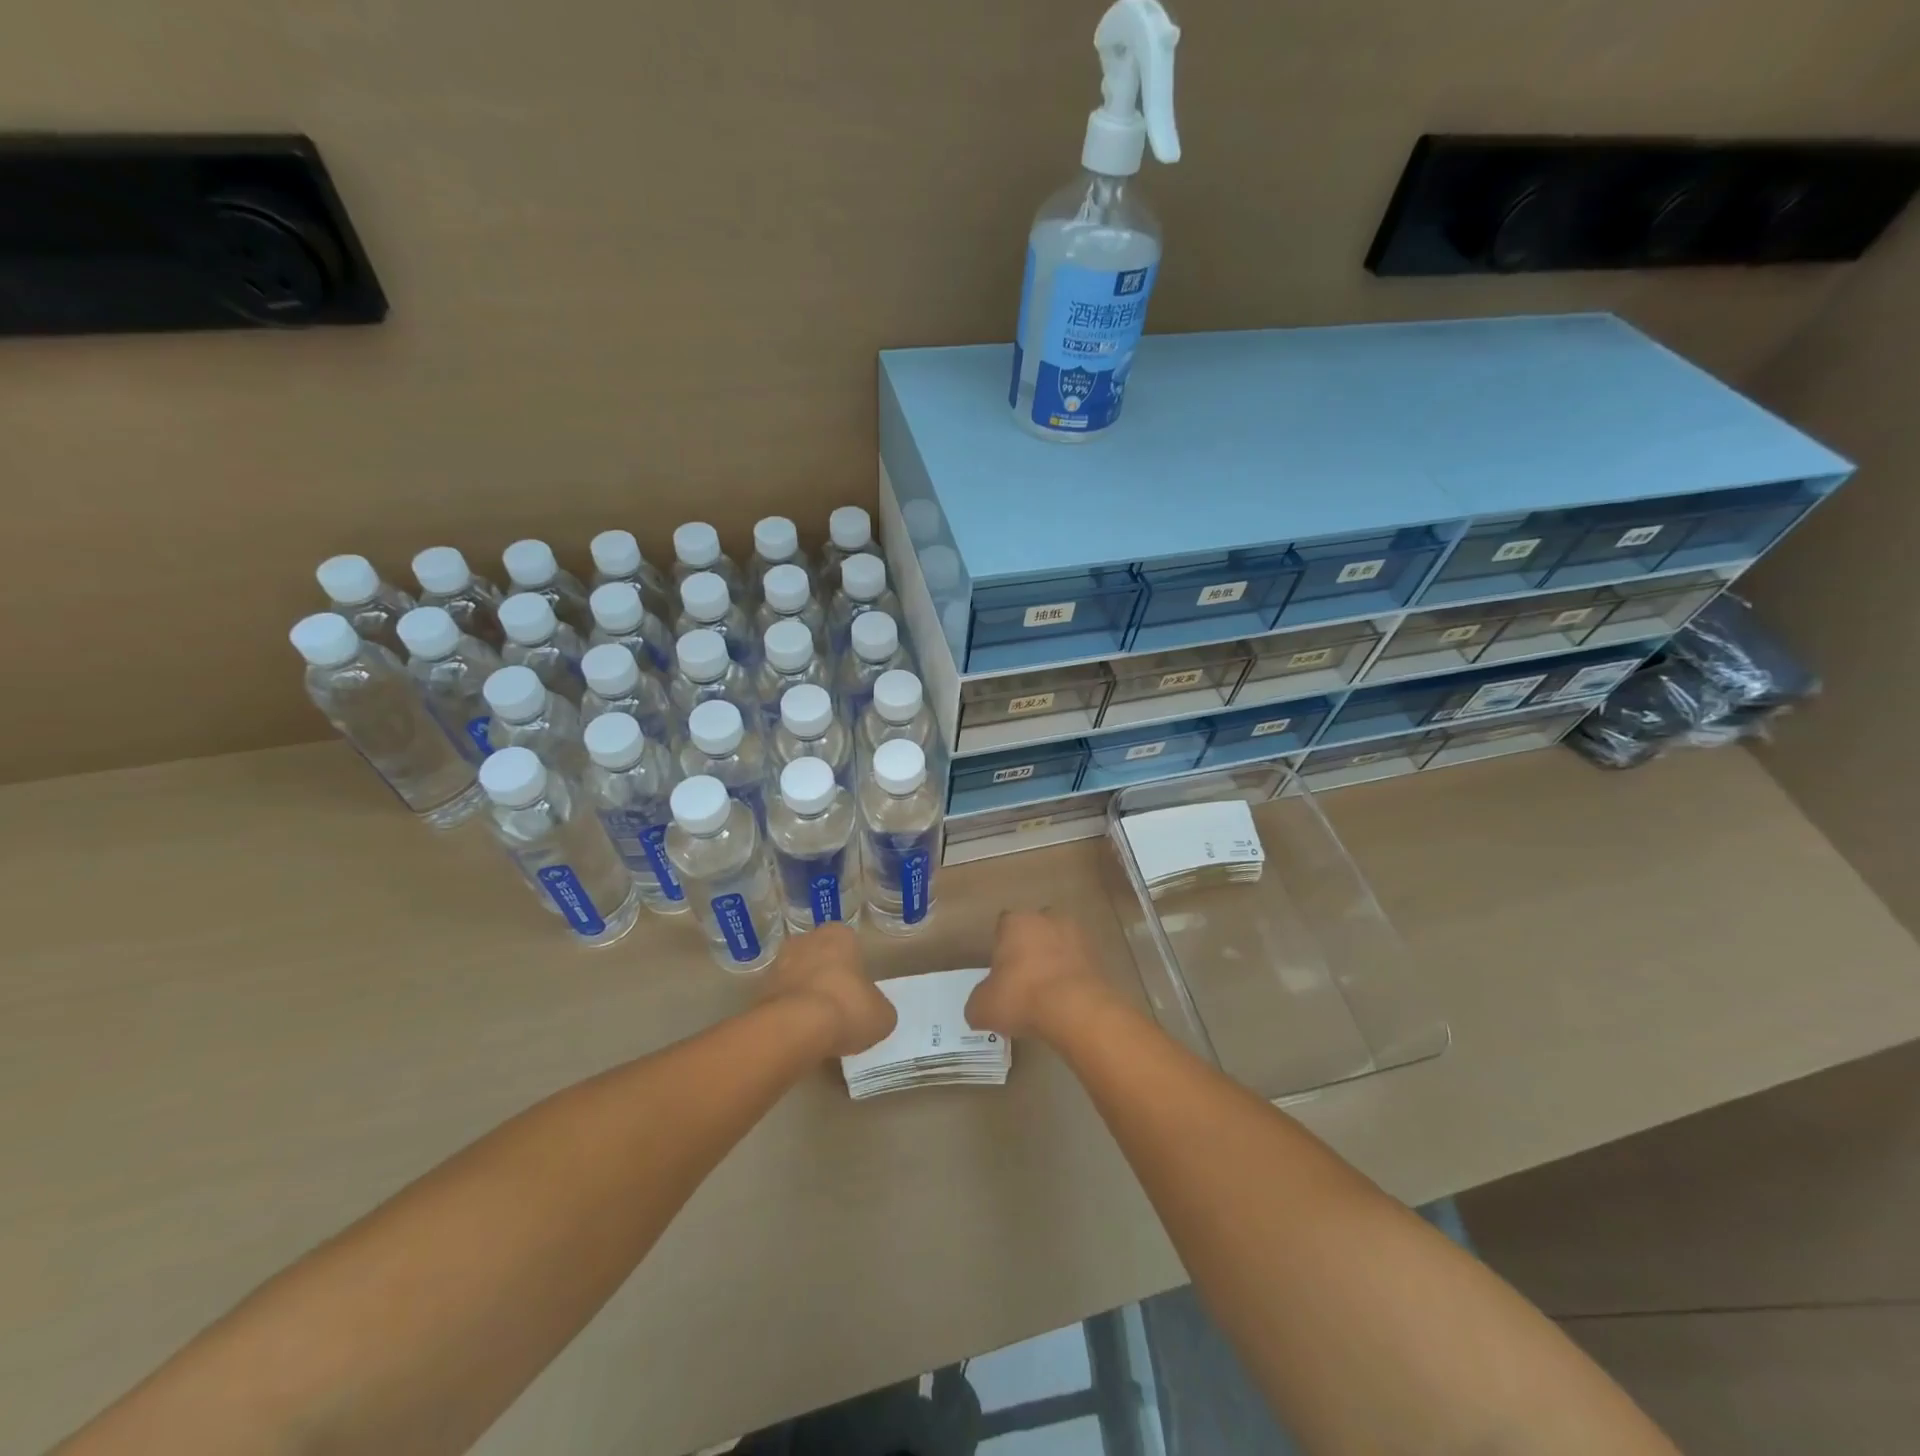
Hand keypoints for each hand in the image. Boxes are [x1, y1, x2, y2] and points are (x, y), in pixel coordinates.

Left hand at [764, 925, 895, 1057]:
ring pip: (798, 978)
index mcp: (838, 935)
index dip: (854, 969)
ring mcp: (778, 964)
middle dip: (826, 978)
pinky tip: (799, 1035)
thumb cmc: (847, 1008)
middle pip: (820, 958)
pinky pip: (781, 1001)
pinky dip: (789, 1015)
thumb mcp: (882, 1014)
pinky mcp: (759, 991)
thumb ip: (877, 1007)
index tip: (857, 993)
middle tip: (838, 1008)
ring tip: (818, 1027)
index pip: (849, 944)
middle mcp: (805, 940)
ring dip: (806, 996)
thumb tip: (872, 1013)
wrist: (795, 1028)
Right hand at [966, 909, 1113, 1042]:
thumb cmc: (1022, 997)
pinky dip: (1073, 978)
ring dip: (1055, 962)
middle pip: (1035, 930)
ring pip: (1060, 945)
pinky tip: (1067, 1002)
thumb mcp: (982, 1007)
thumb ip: (978, 1002)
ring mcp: (1077, 935)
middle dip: (1030, 950)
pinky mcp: (1099, 956)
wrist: (1076, 1010)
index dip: (1001, 948)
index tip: (1001, 972)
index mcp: (1016, 922)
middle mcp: (1047, 919)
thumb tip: (980, 1007)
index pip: (1003, 926)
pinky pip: (1079, 964)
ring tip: (1048, 995)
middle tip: (1024, 981)